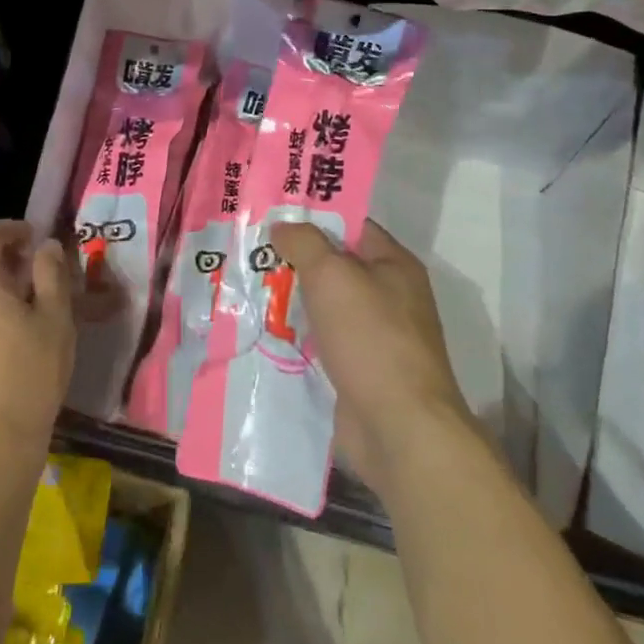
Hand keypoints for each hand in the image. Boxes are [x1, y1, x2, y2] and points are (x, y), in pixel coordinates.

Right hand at [271, 219, 471, 494]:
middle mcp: (389, 296)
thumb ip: (305, 243)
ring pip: (324, 307)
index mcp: (394, 265)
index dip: (313, 217)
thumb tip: (283, 226)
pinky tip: (261, 333)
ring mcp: (375, 337)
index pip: (351, 226)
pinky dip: (295, 337)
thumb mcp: (333, 276)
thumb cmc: (371, 338)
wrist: (400, 428)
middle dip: (293, 261)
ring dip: (290, 301)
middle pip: (334, 267)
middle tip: (247, 251)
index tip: (271, 215)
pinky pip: (321, 343)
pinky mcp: (359, 371)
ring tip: (244, 289)